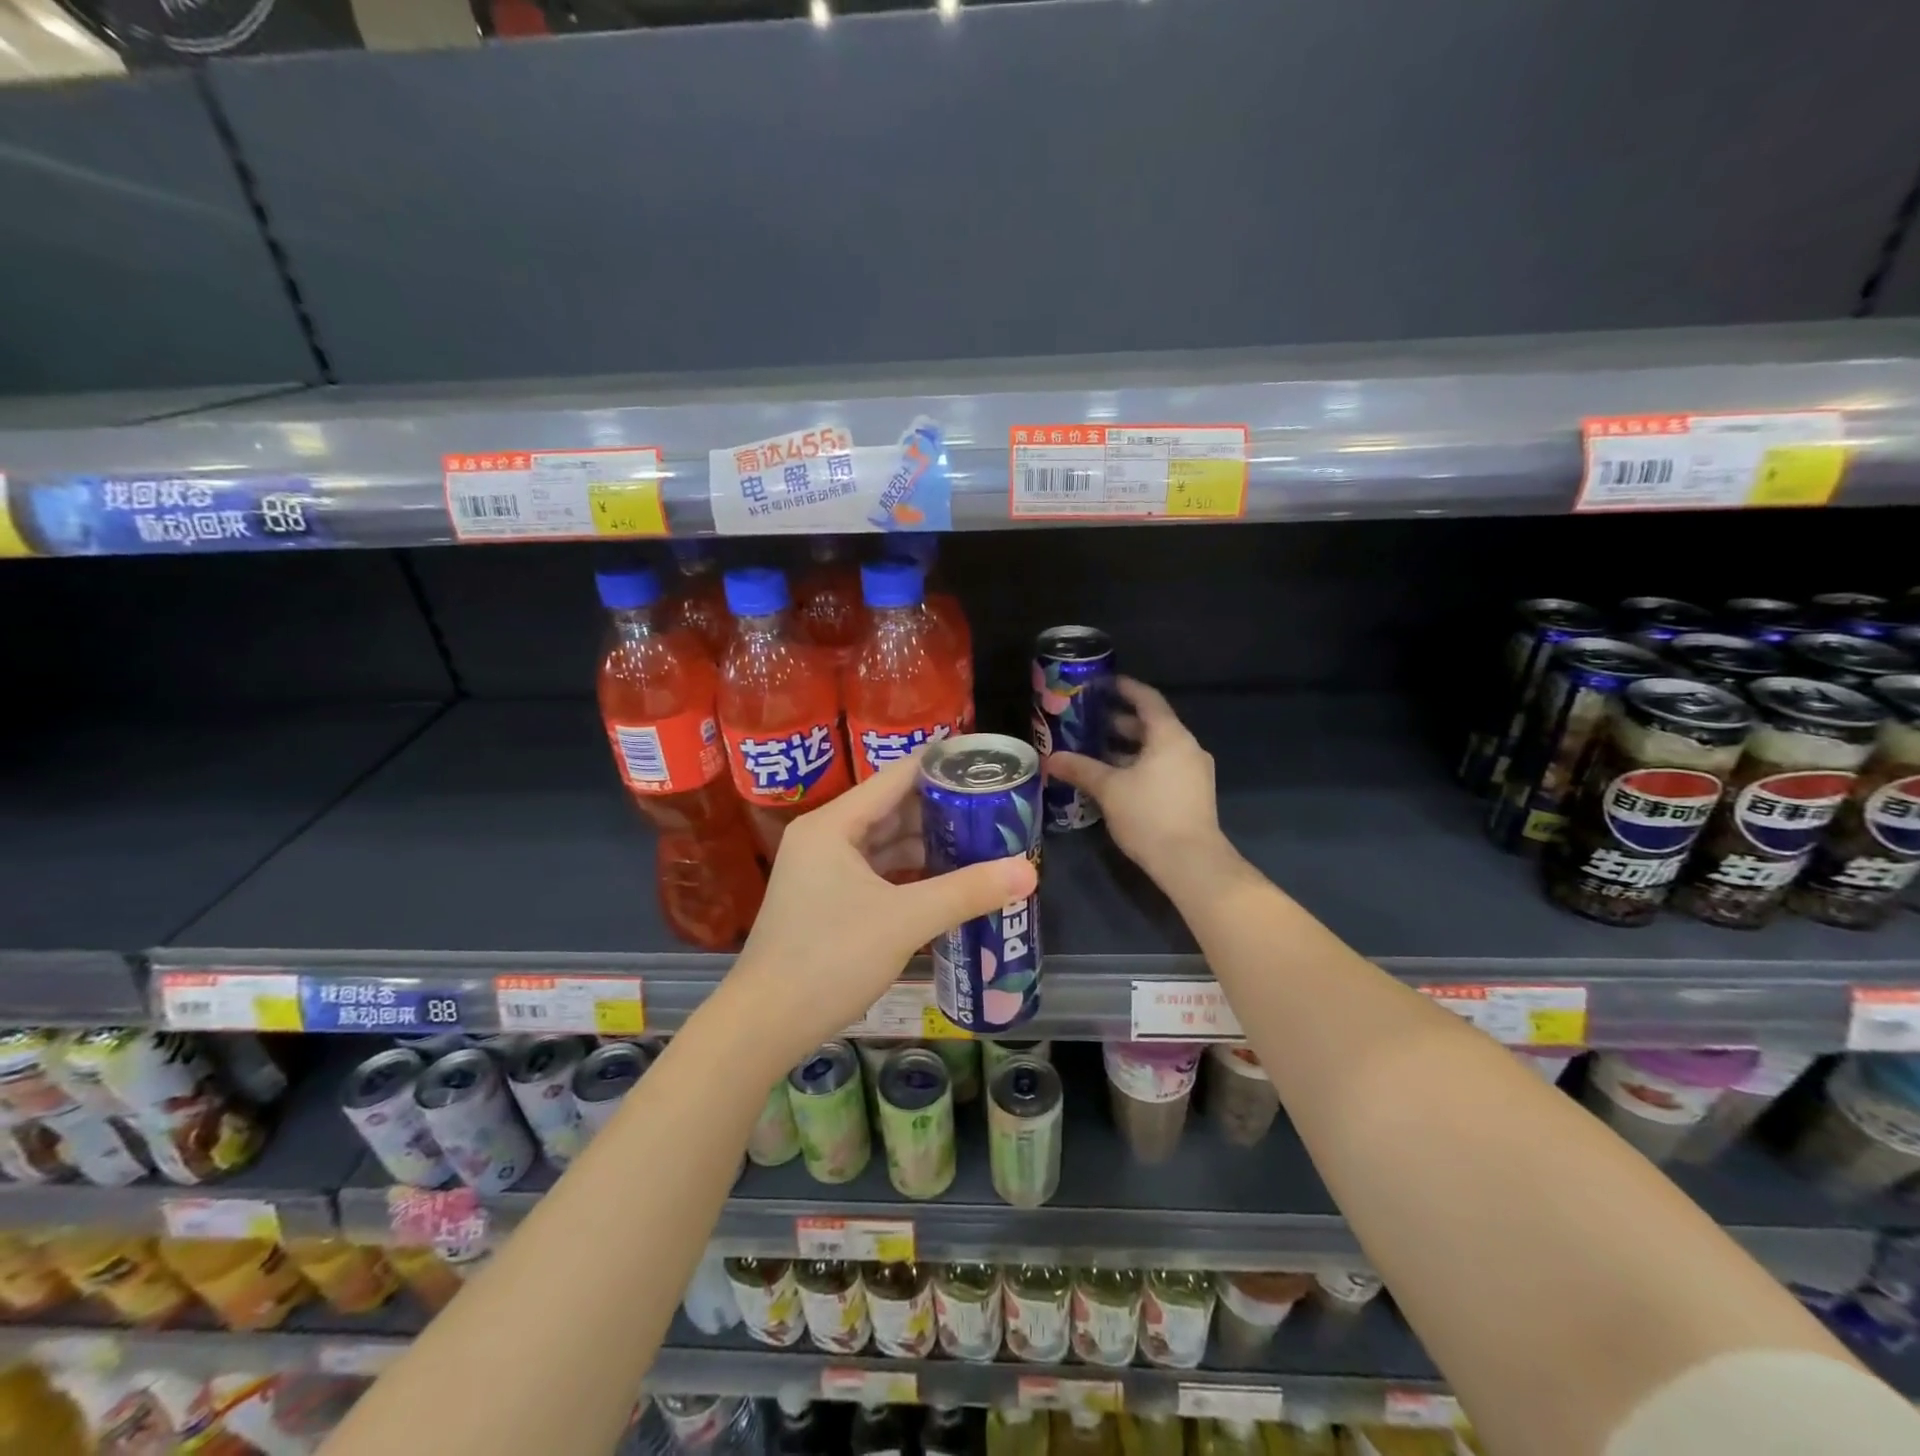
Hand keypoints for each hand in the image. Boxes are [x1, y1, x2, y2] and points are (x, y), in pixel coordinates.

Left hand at [719, 750, 1037, 1065]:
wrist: (764, 1025)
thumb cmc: (829, 959)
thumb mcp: (904, 921)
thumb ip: (967, 892)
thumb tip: (1029, 872)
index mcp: (833, 824)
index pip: (897, 777)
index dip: (942, 767)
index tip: (985, 763)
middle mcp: (825, 837)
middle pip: (892, 808)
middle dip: (942, 810)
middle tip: (994, 808)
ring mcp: (822, 870)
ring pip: (884, 843)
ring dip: (927, 843)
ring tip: (980, 841)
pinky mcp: (826, 900)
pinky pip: (876, 872)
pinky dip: (909, 872)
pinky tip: (946, 880)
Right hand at [1047, 677, 1225, 879]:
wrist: (1191, 862)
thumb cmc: (1149, 815)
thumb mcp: (1109, 789)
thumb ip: (1081, 769)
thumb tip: (1052, 758)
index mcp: (1170, 736)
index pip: (1147, 700)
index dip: (1124, 688)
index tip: (1102, 683)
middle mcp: (1186, 748)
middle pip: (1152, 725)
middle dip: (1120, 721)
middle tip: (1089, 720)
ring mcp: (1193, 772)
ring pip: (1157, 748)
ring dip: (1128, 747)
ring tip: (1096, 750)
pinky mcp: (1192, 794)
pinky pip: (1163, 767)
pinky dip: (1140, 764)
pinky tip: (1115, 778)